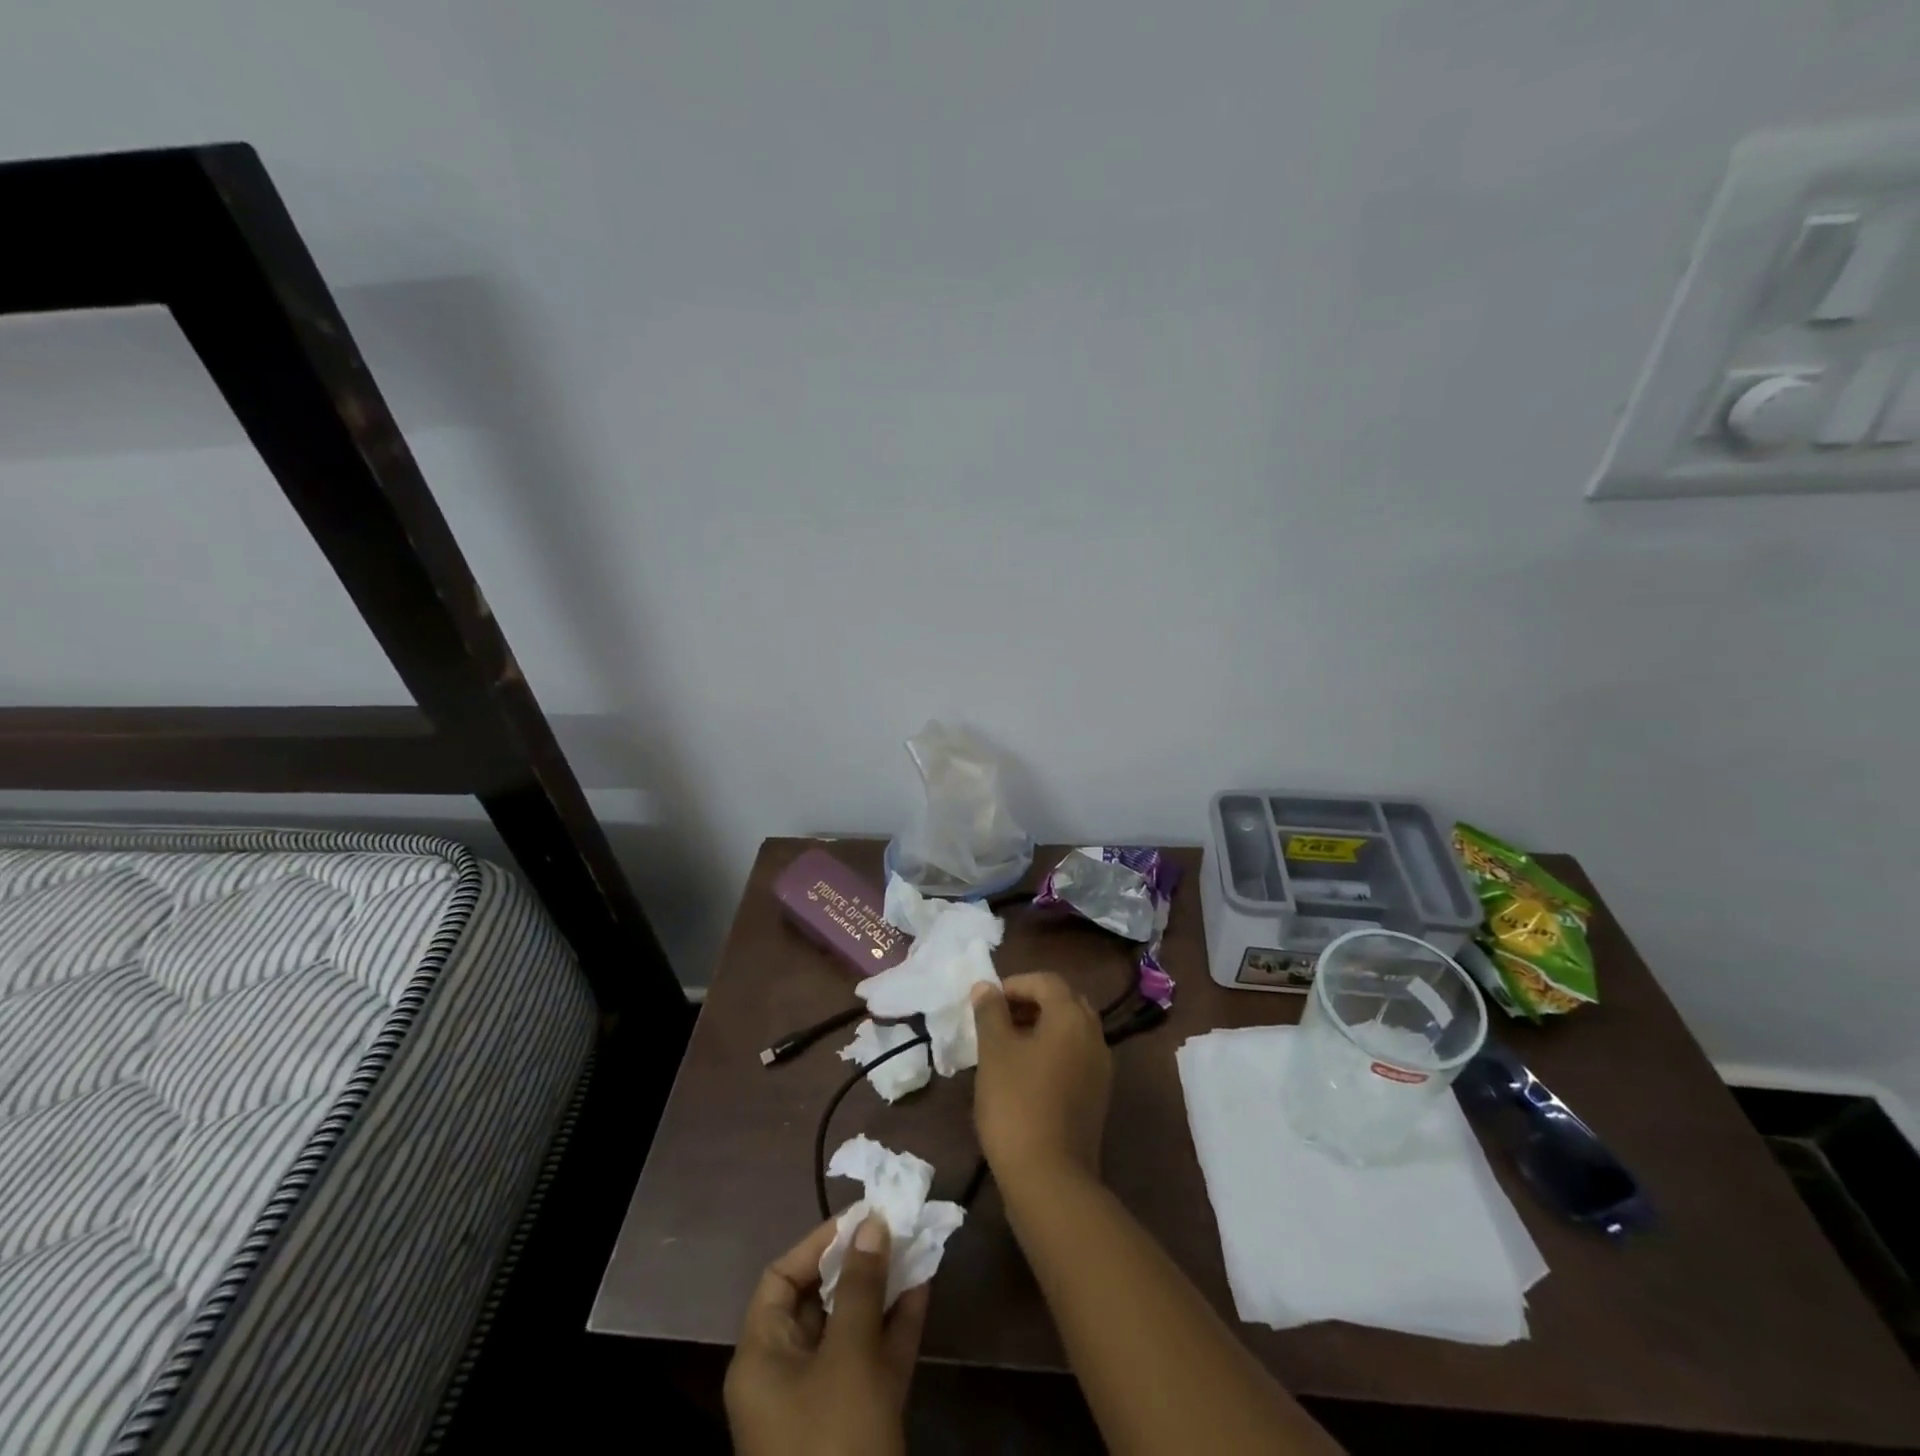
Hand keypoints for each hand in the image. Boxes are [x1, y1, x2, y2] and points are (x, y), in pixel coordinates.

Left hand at [725, 1213, 928, 1455]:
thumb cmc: (834, 1444)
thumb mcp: (848, 1358)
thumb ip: (860, 1286)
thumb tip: (870, 1223)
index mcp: (763, 1358)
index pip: (781, 1279)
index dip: (819, 1244)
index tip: (861, 1218)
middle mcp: (786, 1376)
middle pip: (820, 1300)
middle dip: (859, 1262)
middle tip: (896, 1225)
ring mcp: (822, 1404)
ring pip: (852, 1328)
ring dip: (883, 1289)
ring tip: (917, 1246)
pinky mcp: (856, 1427)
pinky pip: (872, 1361)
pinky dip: (894, 1327)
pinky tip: (923, 1289)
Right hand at [971, 972, 1112, 1188]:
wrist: (1050, 1179)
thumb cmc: (1017, 1104)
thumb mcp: (994, 1052)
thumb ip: (990, 1013)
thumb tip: (986, 987)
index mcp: (1072, 1018)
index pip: (1046, 981)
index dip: (1014, 984)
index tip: (986, 1002)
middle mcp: (1094, 1036)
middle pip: (1063, 1003)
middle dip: (1030, 1003)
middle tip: (998, 1019)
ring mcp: (1100, 1069)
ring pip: (1070, 1032)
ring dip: (1040, 1028)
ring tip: (1006, 1046)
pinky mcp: (1097, 1097)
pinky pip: (1074, 1058)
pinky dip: (1051, 1053)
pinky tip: (1024, 1075)